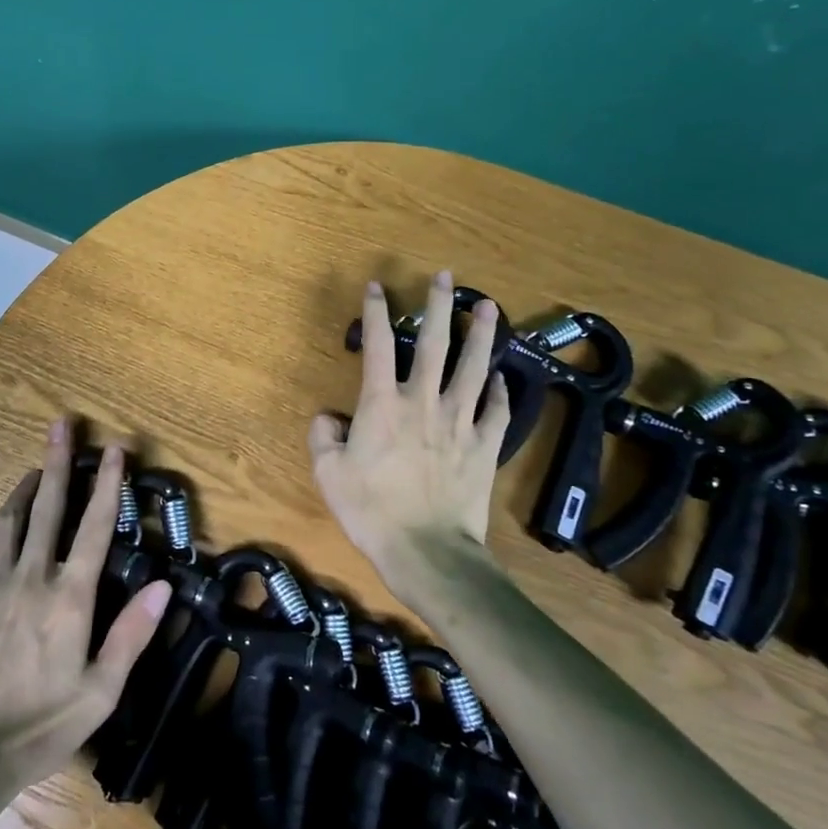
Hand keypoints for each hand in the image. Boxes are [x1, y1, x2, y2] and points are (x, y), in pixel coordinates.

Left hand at [0, 419, 172, 796]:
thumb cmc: (41, 726)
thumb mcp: (101, 692)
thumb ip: (132, 634)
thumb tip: (164, 585)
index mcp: (68, 597)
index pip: (95, 527)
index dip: (108, 484)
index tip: (115, 449)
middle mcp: (29, 577)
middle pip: (46, 507)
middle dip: (56, 461)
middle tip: (61, 424)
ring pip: (5, 522)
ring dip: (21, 493)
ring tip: (31, 474)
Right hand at [308, 271, 510, 599]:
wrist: (427, 551)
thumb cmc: (371, 511)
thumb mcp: (328, 474)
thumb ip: (323, 437)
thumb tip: (329, 417)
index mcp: (382, 404)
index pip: (376, 345)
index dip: (375, 312)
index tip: (377, 287)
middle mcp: (423, 402)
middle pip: (434, 344)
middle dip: (439, 306)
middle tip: (447, 277)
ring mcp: (459, 422)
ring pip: (474, 368)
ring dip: (482, 335)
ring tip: (490, 307)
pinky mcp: (484, 446)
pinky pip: (496, 411)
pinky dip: (501, 392)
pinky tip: (503, 379)